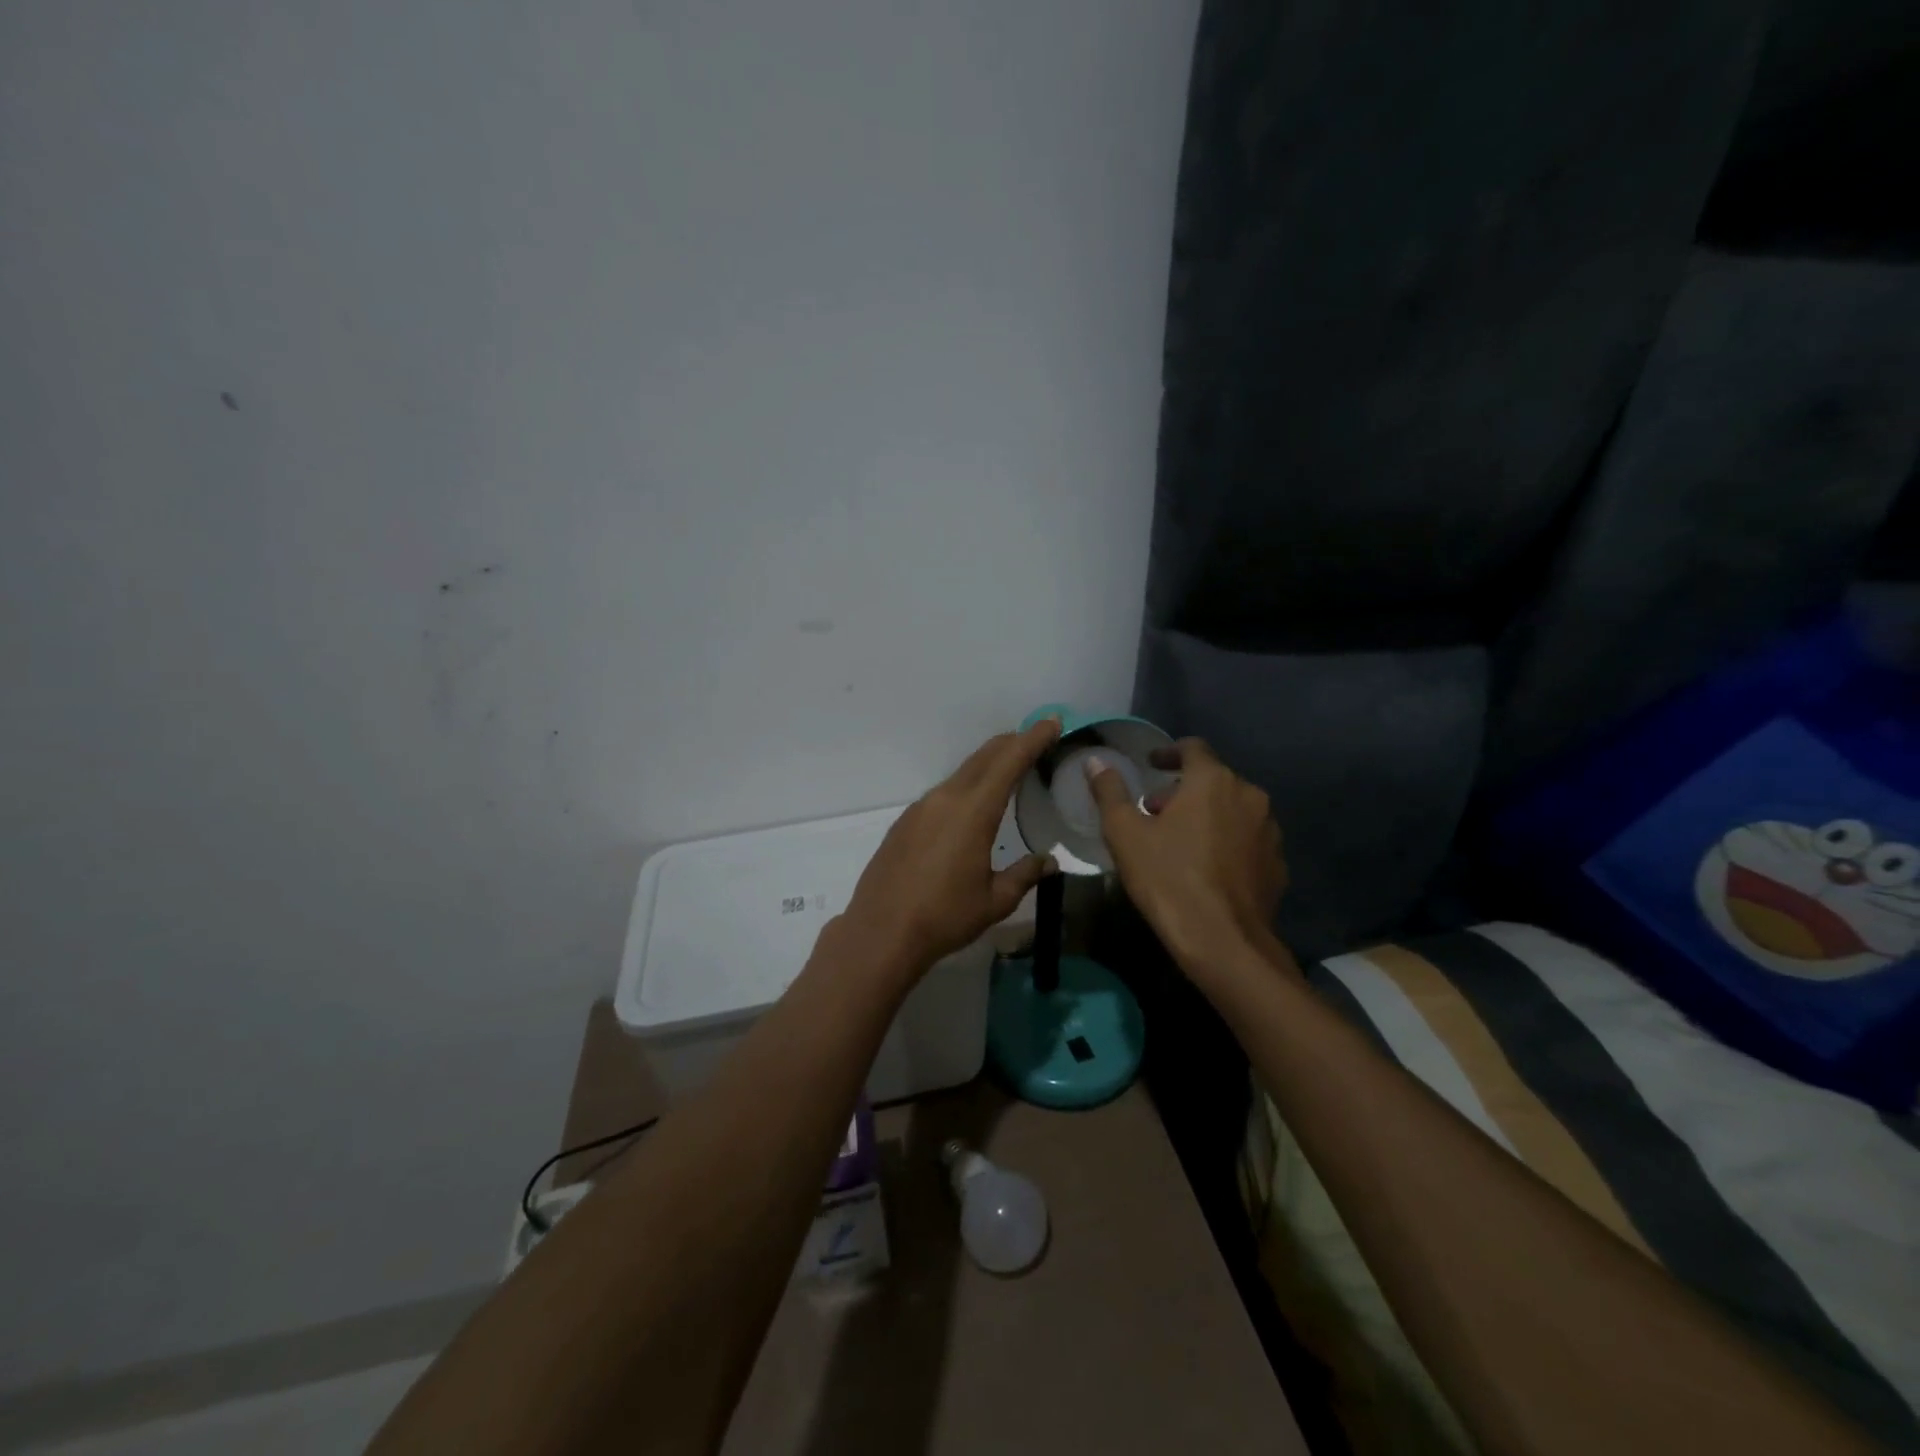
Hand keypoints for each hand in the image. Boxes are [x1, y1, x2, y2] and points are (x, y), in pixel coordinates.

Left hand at [840, 719, 1062, 972]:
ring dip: (987, 765)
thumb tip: (1048, 861)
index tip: (1051, 722)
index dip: (1032, 739)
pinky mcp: (904, 822)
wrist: (880, 933)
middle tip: (1035, 738)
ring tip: (1008, 770)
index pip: (1009, 762)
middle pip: (983, 758)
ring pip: (961, 774)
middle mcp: (945, 799)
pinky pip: (942, 793)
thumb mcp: (995, 901)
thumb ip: (1024, 874)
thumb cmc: (944, 917)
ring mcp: (920, 808)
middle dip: (1011, 744)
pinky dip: (965, 787)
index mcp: (973, 812)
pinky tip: (970, 806)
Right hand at [1087, 738, 1286, 965]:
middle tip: (1155, 813)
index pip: (1192, 748)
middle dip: (1183, 791)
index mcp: (1213, 781)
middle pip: (1213, 780)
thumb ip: (1110, 791)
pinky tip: (1208, 869)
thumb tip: (1097, 761)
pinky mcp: (1278, 864)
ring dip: (1207, 816)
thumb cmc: (1167, 878)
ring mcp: (1269, 831)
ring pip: (1232, 810)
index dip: (1169, 753)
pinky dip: (1227, 843)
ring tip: (1180, 842)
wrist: (1223, 941)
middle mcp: (1249, 795)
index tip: (1151, 765)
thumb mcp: (1124, 833)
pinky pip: (1247, 841)